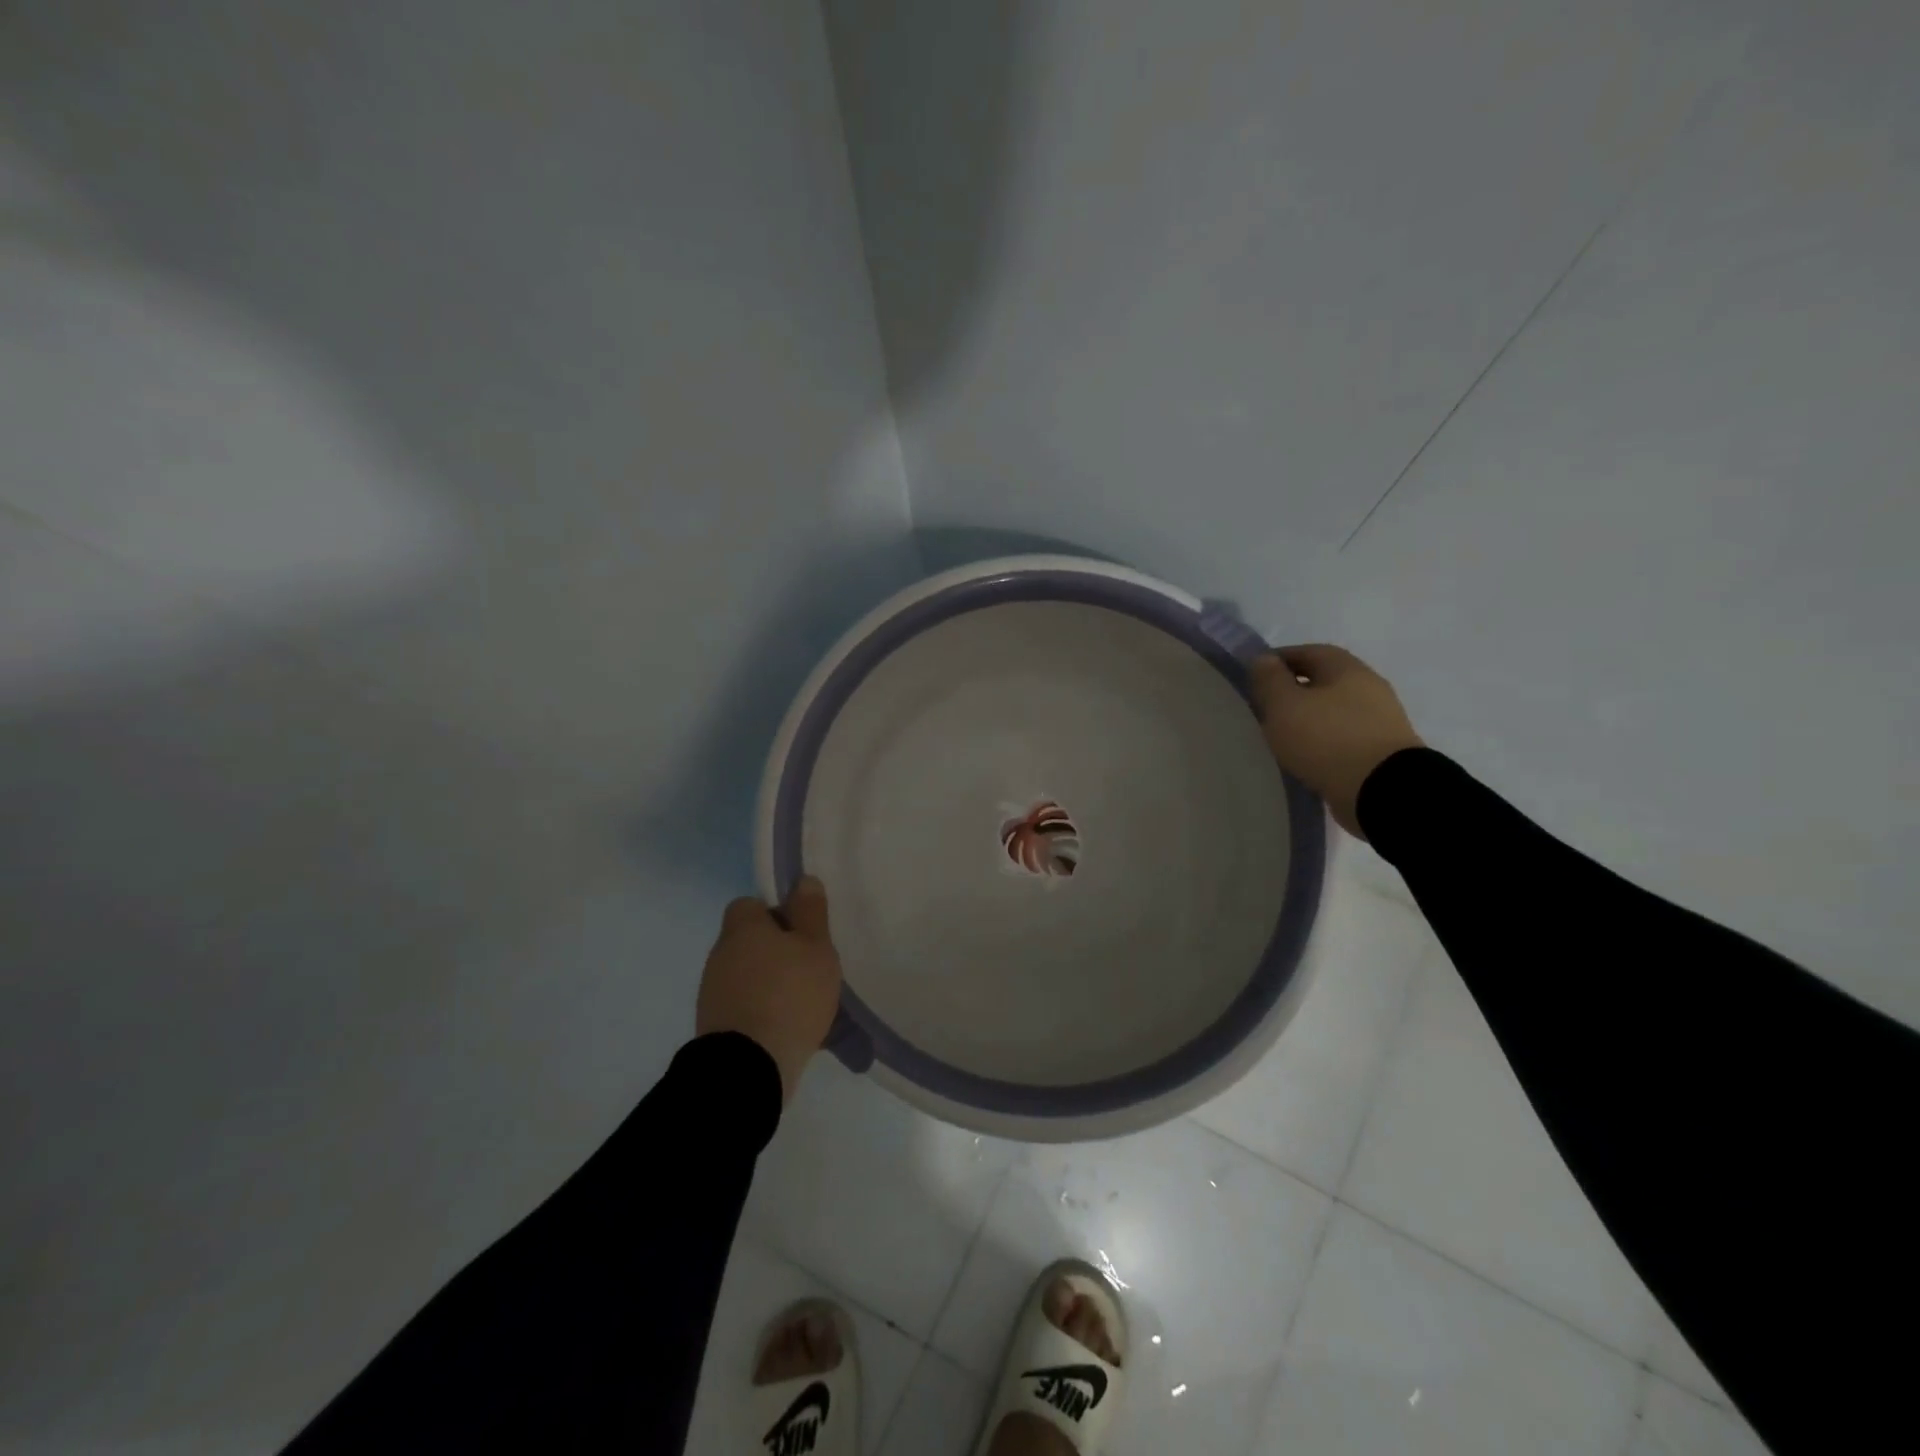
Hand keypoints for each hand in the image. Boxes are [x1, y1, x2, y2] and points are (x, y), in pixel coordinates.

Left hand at [696, 876, 842, 1101]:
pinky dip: (761, 1012)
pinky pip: (743, 1007)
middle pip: (748, 941)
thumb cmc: (790, 994)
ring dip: (769, 984)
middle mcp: (720, 954)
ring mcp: (712, 993)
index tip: (800, 933)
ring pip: (746, 975)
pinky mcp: (714, 1027)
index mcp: (742, 928)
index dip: (776, 914)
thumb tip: (803, 880)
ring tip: (802, 1004)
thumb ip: (810, 912)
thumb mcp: (816, 947)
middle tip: (808, 969)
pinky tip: (787, 1028)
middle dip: (776, 952)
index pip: (749, 905)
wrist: (750, 1067)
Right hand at [1250, 645, 1423, 838]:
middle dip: (1293, 691)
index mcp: (1346, 668)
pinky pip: (1343, 737)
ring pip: (1333, 710)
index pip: (1307, 652)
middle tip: (1264, 708)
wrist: (1383, 791)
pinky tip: (1305, 757)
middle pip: (1323, 681)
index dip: (1277, 660)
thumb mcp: (1285, 705)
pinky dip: (1322, 742)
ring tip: (1281, 736)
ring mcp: (1380, 720)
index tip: (1253, 678)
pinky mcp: (1381, 751)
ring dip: (1308, 718)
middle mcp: (1368, 687)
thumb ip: (1270, 680)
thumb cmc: (1327, 739)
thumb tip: (1263, 659)